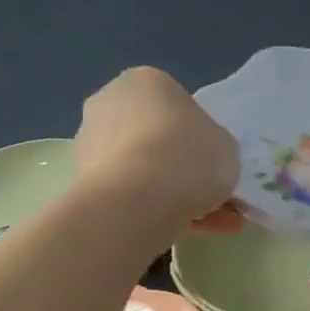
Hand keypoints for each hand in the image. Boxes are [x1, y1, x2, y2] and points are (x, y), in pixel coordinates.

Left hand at [75, 68, 238, 226]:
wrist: (138, 201)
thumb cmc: (189, 157)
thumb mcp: (226, 147)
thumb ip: (215, 146)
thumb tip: (203, 158)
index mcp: (147, 81)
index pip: (180, 107)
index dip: (202, 138)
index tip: (214, 163)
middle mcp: (110, 102)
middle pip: (157, 137)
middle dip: (182, 167)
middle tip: (211, 196)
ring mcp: (89, 141)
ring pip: (143, 169)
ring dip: (171, 193)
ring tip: (207, 224)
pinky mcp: (82, 179)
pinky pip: (129, 193)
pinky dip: (154, 209)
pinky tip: (183, 229)